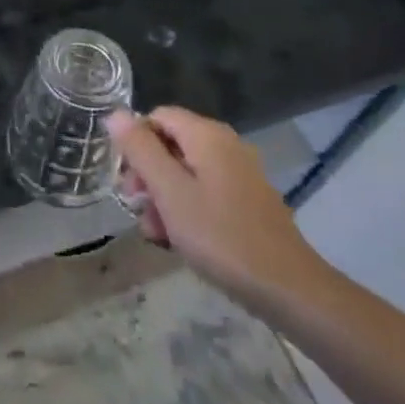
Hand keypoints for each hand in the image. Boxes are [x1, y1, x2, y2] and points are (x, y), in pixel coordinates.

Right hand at [110, 106, 332, 307]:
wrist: (289, 289)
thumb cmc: (220, 235)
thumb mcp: (169, 191)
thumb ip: (139, 149)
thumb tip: (115, 113)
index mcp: (207, 135)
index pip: (157, 117)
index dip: (134, 142)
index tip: (126, 178)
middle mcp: (226, 145)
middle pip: (170, 144)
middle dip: (147, 173)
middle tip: (135, 205)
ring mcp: (240, 174)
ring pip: (186, 171)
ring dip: (163, 196)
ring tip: (156, 232)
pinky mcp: (248, 201)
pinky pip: (206, 191)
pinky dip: (187, 207)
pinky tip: (179, 239)